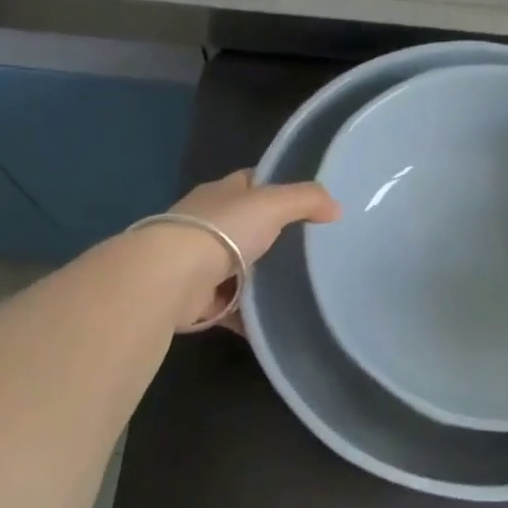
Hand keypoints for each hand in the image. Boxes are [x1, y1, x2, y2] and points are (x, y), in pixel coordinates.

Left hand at [165, 170, 339, 330]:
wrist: (172, 278)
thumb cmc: (223, 231)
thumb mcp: (273, 204)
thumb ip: (306, 200)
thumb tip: (335, 208)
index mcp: (221, 194)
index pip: (253, 183)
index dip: (278, 188)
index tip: (309, 204)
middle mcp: (208, 224)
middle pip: (248, 228)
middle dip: (275, 239)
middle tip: (315, 253)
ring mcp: (201, 263)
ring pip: (241, 269)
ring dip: (263, 280)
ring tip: (302, 290)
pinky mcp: (200, 299)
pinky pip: (234, 307)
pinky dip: (251, 316)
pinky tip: (276, 324)